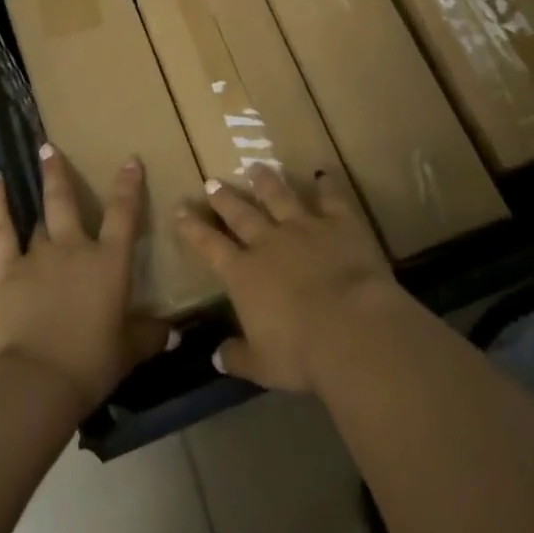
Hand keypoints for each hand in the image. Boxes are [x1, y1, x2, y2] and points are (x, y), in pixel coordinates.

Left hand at [0, 146, 171, 413]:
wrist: (39, 380)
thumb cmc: (91, 363)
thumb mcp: (129, 351)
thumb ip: (150, 335)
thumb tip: (173, 332)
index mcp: (110, 262)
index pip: (123, 214)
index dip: (128, 186)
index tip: (130, 160)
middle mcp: (75, 248)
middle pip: (68, 202)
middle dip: (61, 173)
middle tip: (51, 147)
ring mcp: (38, 255)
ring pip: (40, 215)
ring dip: (40, 190)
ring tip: (38, 162)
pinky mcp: (6, 269)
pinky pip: (0, 230)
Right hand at [174, 165, 404, 392]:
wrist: (352, 328)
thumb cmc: (301, 354)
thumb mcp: (263, 366)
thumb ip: (238, 357)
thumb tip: (216, 356)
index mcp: (244, 275)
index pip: (210, 246)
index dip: (193, 228)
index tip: (180, 208)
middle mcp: (269, 243)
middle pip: (241, 214)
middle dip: (225, 198)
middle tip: (212, 182)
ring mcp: (304, 227)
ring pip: (280, 196)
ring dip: (267, 181)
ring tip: (256, 166)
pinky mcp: (340, 223)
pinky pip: (331, 198)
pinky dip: (327, 185)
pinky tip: (324, 174)